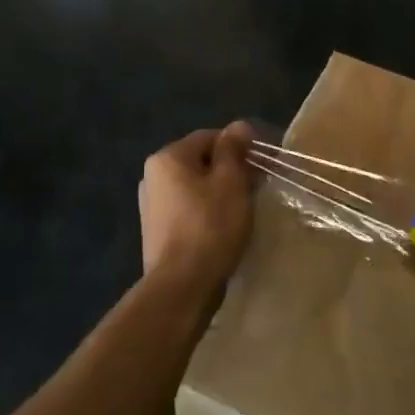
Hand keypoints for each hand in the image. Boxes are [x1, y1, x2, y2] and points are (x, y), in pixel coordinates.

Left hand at [139, 122, 254, 293]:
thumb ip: (233, 150)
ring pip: (195, 188)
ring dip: (220, 193)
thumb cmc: (210, 226)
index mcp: (168, 158)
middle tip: (256, 189)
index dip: (239, 147)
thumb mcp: (230, 182)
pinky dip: (207, 213)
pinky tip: (224, 230)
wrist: (181, 288)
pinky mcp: (157, 232)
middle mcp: (152, 176)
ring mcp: (152, 206)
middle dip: (230, 171)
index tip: (262, 165)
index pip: (209, 137)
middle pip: (201, 162)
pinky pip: (188, 210)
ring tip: (244, 211)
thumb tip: (238, 126)